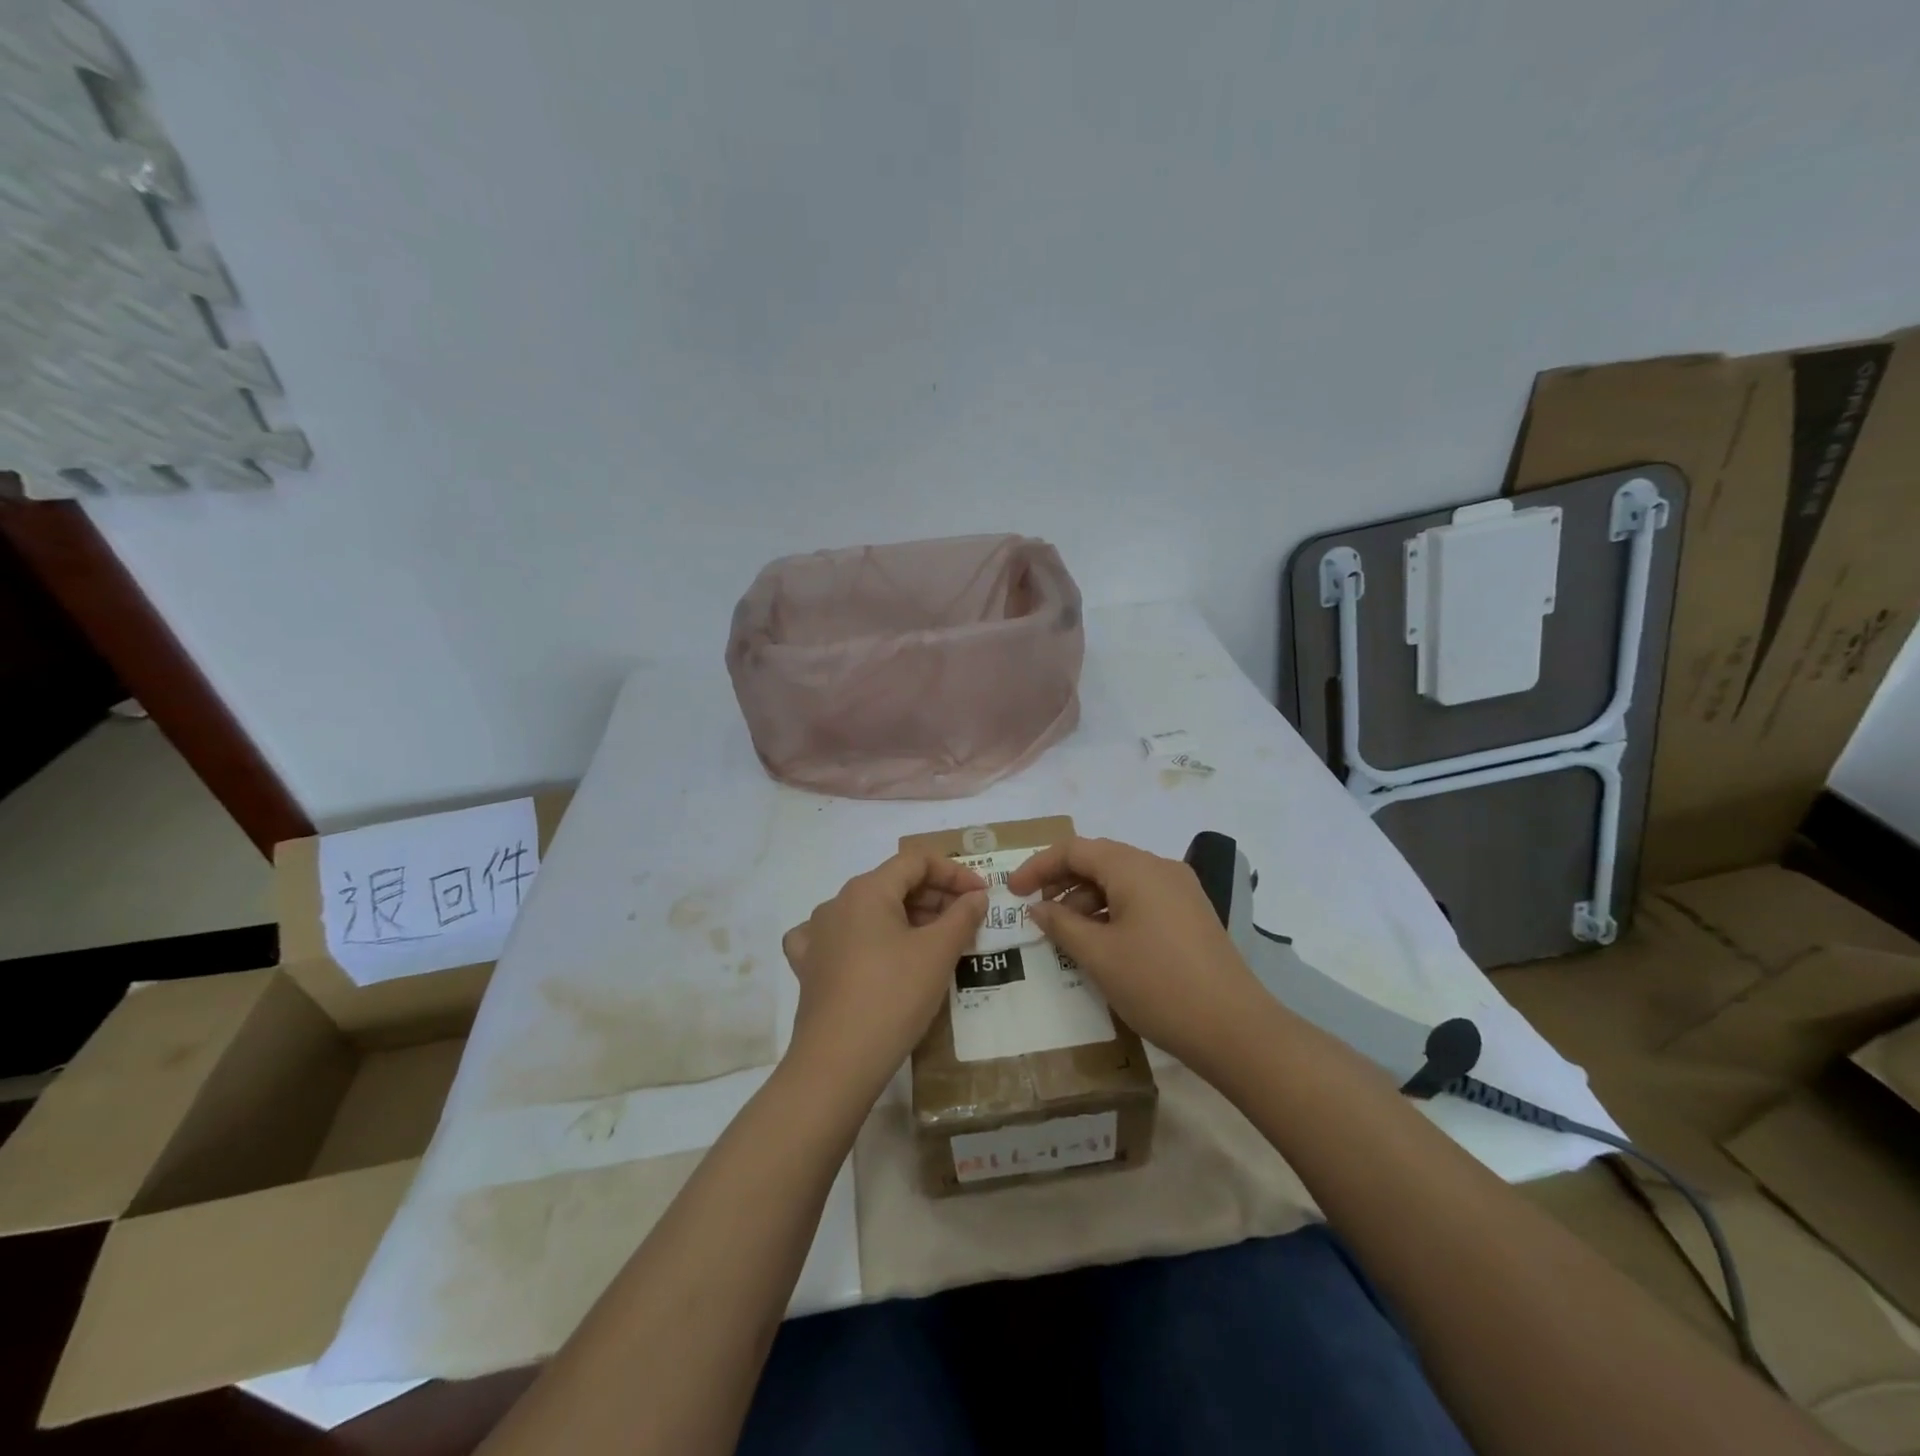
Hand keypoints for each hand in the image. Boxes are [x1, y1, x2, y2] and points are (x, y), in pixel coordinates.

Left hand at [780, 851, 985, 1097]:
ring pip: (869, 912)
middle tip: (966, 923)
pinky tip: (874, 955)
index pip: (916, 861)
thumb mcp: (938, 953)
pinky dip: (865, 940)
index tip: (981, 896)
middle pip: (893, 884)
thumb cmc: (893, 997)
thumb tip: (976, 896)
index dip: (954, 872)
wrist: (837, 1063)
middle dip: (934, 897)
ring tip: (936, 944)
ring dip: (907, 919)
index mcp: (867, 890)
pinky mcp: (809, 967)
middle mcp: (836, 903)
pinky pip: (839, 939)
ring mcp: (817, 935)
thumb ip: (963, 916)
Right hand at [1008, 837, 1265, 1072]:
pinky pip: (1141, 898)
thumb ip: (1061, 924)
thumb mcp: (1099, 956)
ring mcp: (1180, 890)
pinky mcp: (1191, 914)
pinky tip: (1101, 942)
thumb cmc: (1158, 985)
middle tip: (1035, 911)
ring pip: (1121, 880)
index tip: (1011, 892)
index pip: (1075, 849)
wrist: (1235, 1029)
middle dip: (1062, 881)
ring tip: (1066, 934)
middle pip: (1099, 860)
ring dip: (1087, 899)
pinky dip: (1112, 911)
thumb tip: (1038, 907)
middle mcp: (1160, 867)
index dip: (1038, 866)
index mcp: (1136, 868)